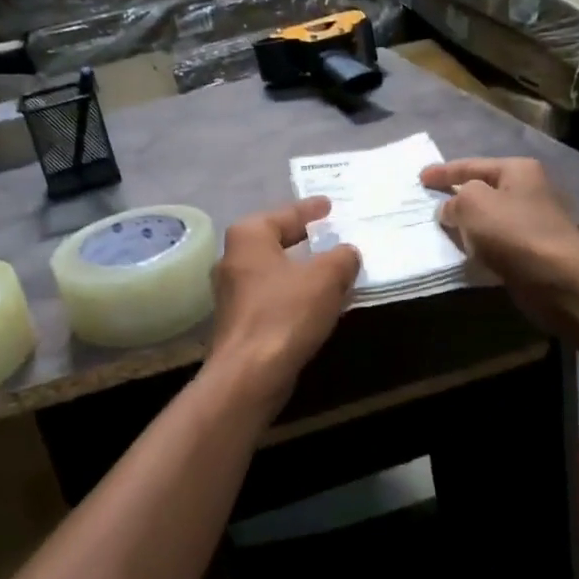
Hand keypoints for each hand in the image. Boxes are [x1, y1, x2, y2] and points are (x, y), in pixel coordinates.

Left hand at [209, 197, 359, 392]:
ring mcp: (232, 292)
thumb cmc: (286, 313)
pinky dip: (294, 294)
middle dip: (304, 239)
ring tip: (332, 267)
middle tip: (332, 233)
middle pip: (275, 240)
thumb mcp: (326, 277)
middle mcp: (233, 258)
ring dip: (301, 270)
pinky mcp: (239, 320)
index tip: (329, 204)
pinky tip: (316, 301)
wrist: (250, 374)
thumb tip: (347, 253)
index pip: (285, 214)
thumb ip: (341, 257)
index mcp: (248, 236)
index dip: (310, 209)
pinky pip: (273, 296)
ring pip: (274, 270)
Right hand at [420, 158, 578, 320]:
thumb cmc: (513, 232)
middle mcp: (528, 191)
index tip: (420, 178)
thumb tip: (450, 210)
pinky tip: (463, 252)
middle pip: (482, 190)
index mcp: (517, 170)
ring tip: (441, 230)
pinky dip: (479, 245)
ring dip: (467, 225)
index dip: (443, 172)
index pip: (471, 165)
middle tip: (429, 203)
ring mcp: (532, 222)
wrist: (557, 278)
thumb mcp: (473, 204)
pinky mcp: (531, 250)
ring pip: (488, 218)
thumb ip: (454, 200)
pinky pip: (495, 242)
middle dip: (456, 197)